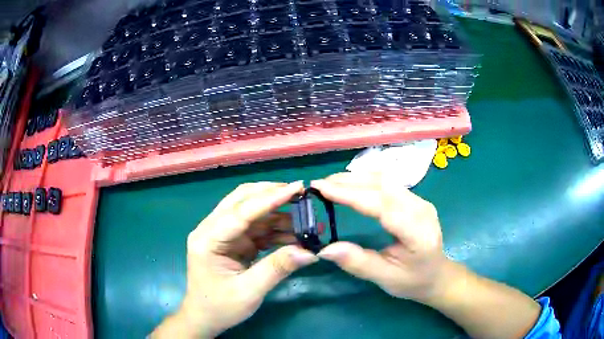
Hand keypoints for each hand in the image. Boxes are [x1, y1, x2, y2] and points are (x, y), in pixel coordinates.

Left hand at [152, 181, 317, 337]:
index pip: (241, 211)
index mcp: (208, 239)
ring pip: (252, 213)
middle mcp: (212, 230)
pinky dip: (276, 230)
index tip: (298, 187)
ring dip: (278, 214)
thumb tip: (309, 251)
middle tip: (301, 194)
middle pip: (242, 200)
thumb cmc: (220, 307)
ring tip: (306, 220)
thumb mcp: (249, 292)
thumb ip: (277, 268)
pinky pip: (257, 229)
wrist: (205, 318)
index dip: (270, 198)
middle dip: (272, 195)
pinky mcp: (233, 242)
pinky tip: (295, 235)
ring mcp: (223, 235)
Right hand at [311, 172, 450, 303]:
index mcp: (417, 232)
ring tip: (330, 183)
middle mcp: (421, 209)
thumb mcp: (385, 278)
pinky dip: (366, 180)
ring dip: (356, 178)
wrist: (437, 275)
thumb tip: (324, 249)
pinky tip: (351, 184)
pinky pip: (388, 183)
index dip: (351, 194)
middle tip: (319, 185)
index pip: (382, 205)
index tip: (322, 189)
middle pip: (383, 186)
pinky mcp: (415, 198)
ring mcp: (420, 200)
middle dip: (348, 182)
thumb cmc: (413, 280)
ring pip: (385, 180)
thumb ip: (358, 263)